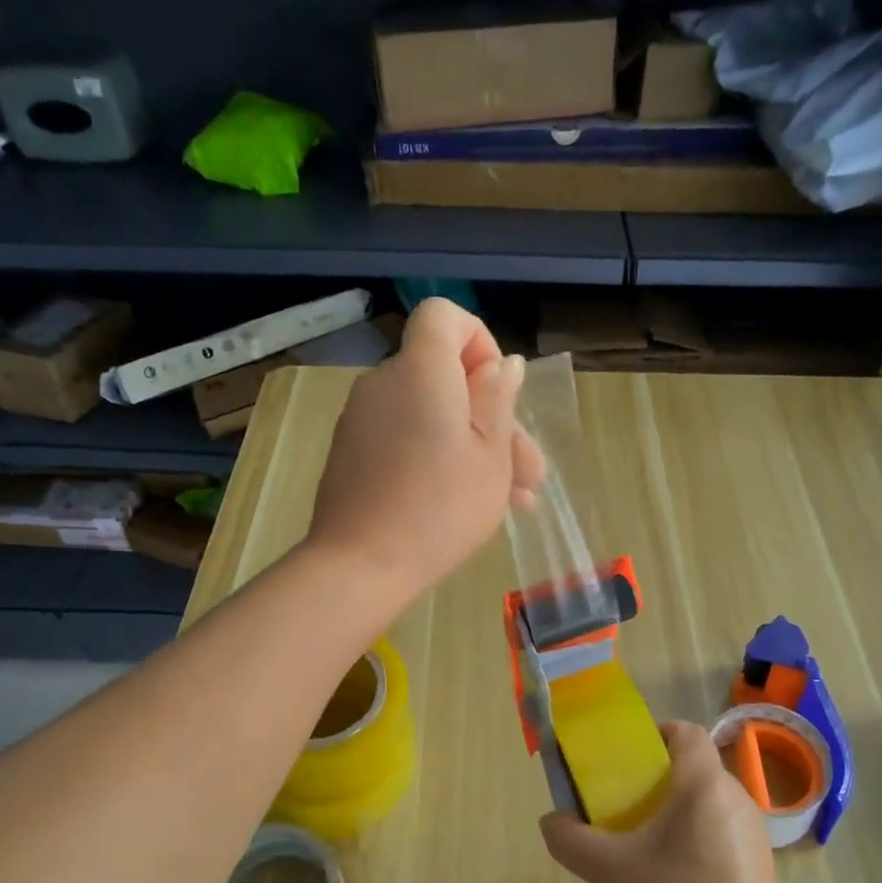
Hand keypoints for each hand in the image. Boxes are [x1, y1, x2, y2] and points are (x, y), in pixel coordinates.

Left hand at [309, 298, 542, 598]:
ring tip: (513, 500)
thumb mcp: (491, 457)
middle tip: (529, 474)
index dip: (479, 342)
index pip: (444, 316)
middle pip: (445, 376)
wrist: (360, 566)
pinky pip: (405, 438)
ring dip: (473, 447)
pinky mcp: (352, 453)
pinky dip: (437, 458)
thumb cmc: (440, 508)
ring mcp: (362, 420)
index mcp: (421, 370)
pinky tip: (468, 504)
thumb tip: (503, 364)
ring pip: (430, 415)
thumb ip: (498, 400)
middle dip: (492, 417)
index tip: (496, 392)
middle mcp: (384, 383)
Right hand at [540, 721, 793, 882]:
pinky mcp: (761, 864)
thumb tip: (551, 822)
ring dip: (677, 813)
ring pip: (708, 803)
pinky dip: (697, 841)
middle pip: (694, 768)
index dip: (657, 734)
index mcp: (702, 784)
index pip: (686, 732)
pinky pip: (721, 833)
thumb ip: (573, 842)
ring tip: (646, 847)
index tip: (629, 758)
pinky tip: (676, 881)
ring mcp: (753, 832)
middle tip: (625, 806)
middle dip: (658, 780)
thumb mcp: (612, 872)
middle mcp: (735, 796)